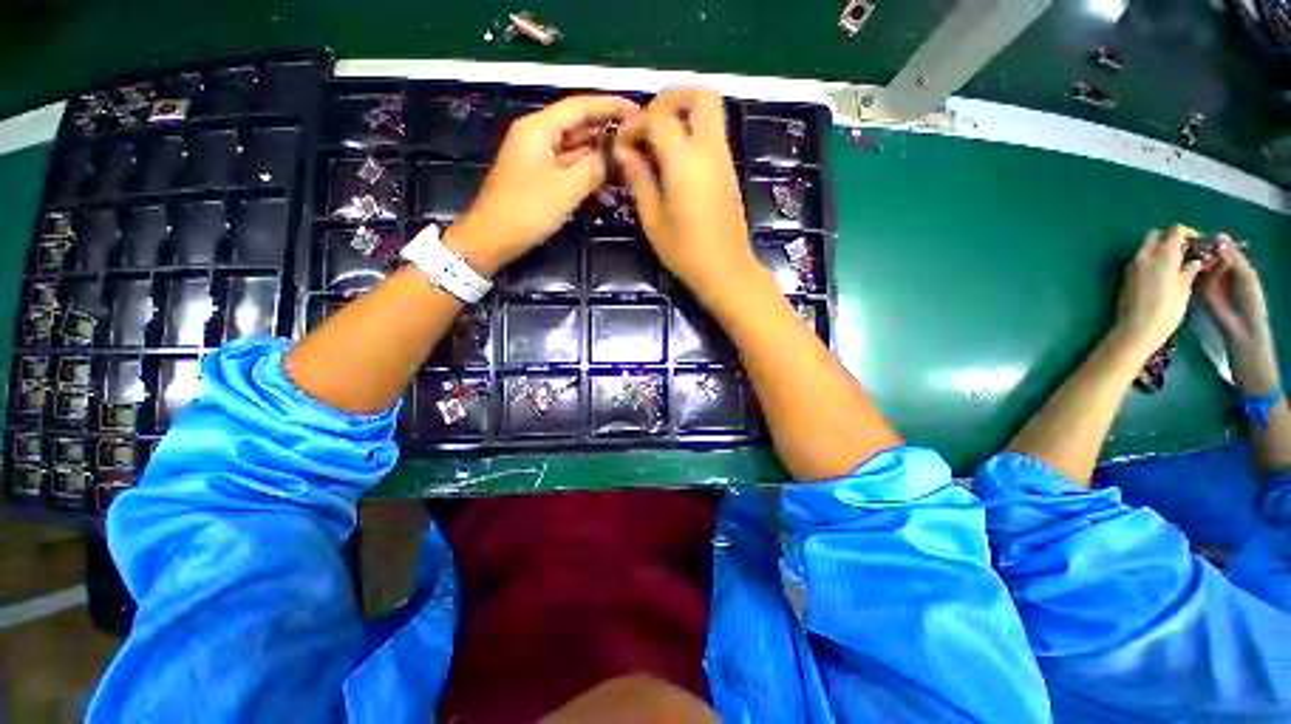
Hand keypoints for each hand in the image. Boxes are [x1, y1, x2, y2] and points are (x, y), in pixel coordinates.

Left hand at [448, 95, 639, 272]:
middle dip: (608, 135)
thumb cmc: (527, 210)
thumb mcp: (566, 188)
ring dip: (601, 162)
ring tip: (629, 171)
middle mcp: (539, 137)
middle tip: (638, 143)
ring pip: (577, 152)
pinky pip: (570, 171)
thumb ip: (593, 168)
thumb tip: (614, 155)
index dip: (609, 106)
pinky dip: (587, 179)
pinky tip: (608, 195)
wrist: (492, 238)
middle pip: (579, 127)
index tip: (637, 110)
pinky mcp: (541, 179)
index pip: (580, 107)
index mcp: (539, 128)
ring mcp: (539, 159)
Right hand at [613, 87, 755, 305]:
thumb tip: (625, 152)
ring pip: (711, 112)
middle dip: (670, 99)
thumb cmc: (685, 252)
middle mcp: (710, 151)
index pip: (659, 119)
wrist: (726, 270)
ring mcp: (724, 160)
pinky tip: (673, 161)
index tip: (622, 145)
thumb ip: (639, 180)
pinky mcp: (729, 172)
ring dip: (682, 115)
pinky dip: (692, 134)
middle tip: (648, 123)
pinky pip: (713, 135)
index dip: (635, 125)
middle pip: (701, 96)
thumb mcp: (653, 220)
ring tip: (657, 143)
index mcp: (686, 162)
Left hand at [1114, 225, 1202, 355]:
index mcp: (1162, 256)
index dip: (1187, 233)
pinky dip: (1152, 258)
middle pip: (1156, 235)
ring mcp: (1132, 266)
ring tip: (1177, 262)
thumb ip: (1188, 271)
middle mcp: (1144, 256)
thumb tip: (1194, 262)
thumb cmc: (1165, 311)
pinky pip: (1140, 259)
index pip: (1174, 232)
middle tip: (1186, 250)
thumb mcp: (1183, 290)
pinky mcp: (1127, 276)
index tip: (1198, 242)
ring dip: (1161, 248)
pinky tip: (1164, 271)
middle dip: (1171, 238)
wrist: (1136, 328)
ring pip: (1147, 246)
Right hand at [1201, 235, 1270, 347]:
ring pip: (1202, 261)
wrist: (1240, 324)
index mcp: (1235, 262)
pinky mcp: (1200, 286)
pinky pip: (1195, 274)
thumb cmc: (1249, 299)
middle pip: (1211, 252)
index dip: (1217, 240)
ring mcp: (1210, 277)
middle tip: (1198, 244)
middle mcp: (1222, 267)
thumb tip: (1218, 242)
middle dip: (1205, 247)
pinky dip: (1192, 267)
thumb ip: (1234, 259)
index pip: (1225, 246)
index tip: (1211, 237)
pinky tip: (1188, 263)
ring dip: (1197, 256)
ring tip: (1192, 253)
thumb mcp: (1246, 276)